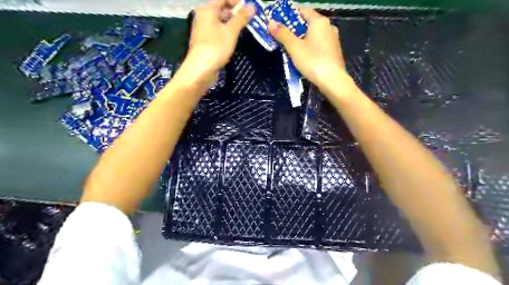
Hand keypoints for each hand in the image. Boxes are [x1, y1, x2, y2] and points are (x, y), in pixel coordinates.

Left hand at [181, 0, 256, 87]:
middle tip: (248, 19)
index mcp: (207, 10)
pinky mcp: (204, 41)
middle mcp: (202, 17)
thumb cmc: (216, 47)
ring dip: (230, 23)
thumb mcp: (231, 32)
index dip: (236, 1)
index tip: (248, 8)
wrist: (201, 69)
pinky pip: (216, 31)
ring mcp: (202, 30)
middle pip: (220, 9)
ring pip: (218, 21)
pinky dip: (225, 32)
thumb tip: (252, 6)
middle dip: (234, 12)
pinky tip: (233, 39)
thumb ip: (241, 18)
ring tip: (243, 29)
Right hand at [268, 7, 347, 91]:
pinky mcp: (334, 52)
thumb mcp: (294, 48)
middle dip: (295, 28)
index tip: (279, 20)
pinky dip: (310, 47)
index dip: (290, 14)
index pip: (303, 10)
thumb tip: (271, 23)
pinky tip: (304, 56)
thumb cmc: (313, 61)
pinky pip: (319, 44)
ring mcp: (333, 40)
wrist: (333, 81)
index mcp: (319, 22)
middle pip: (308, 23)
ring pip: (314, 35)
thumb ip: (282, 34)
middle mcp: (329, 27)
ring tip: (291, 47)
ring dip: (302, 39)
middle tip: (282, 35)